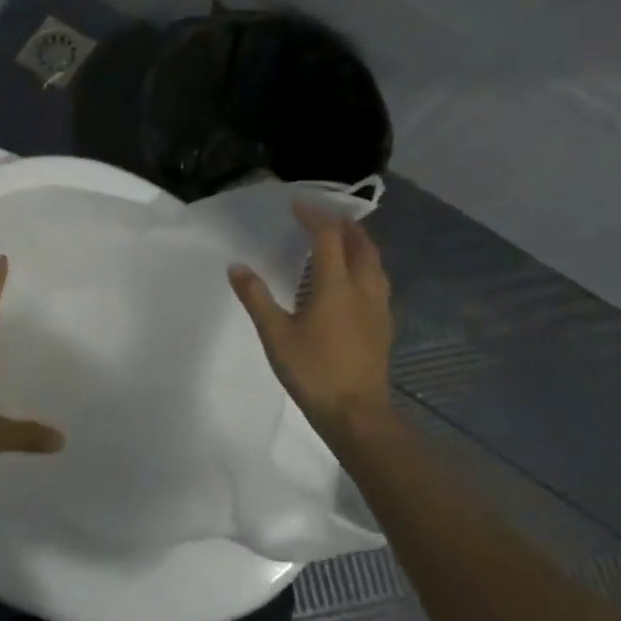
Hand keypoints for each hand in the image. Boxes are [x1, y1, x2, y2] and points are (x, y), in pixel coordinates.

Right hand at [229, 202, 395, 438]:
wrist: (357, 414)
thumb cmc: (313, 371)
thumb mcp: (276, 335)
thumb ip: (256, 297)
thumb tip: (237, 266)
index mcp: (336, 286)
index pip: (328, 237)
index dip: (313, 216)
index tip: (296, 206)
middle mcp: (363, 288)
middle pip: (361, 243)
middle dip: (343, 224)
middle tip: (323, 217)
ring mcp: (378, 306)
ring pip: (375, 262)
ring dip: (358, 243)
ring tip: (340, 241)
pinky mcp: (384, 324)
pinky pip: (378, 281)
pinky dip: (365, 266)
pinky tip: (352, 281)